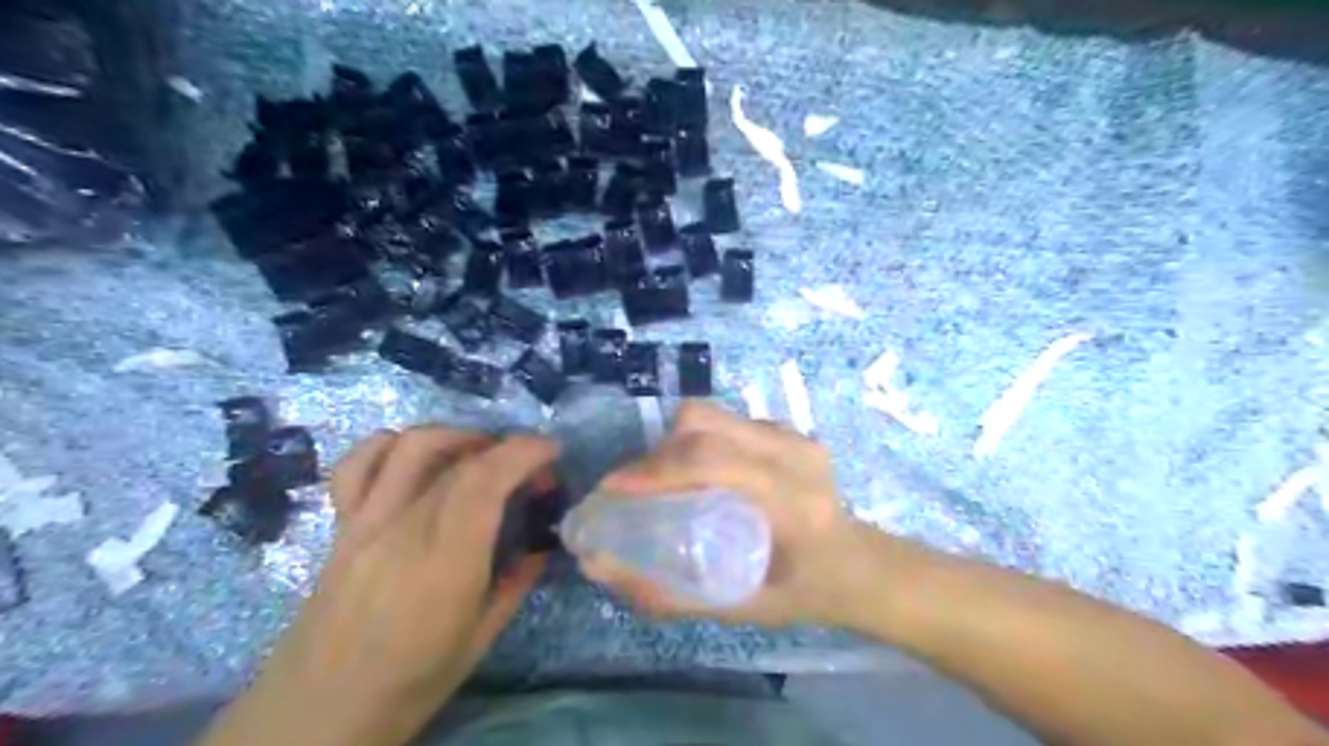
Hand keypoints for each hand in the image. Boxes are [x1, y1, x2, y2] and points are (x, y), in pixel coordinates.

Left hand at [198, 427, 557, 744]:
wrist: (315, 715)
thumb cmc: (409, 683)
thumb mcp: (480, 640)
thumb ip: (516, 583)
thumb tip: (542, 546)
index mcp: (445, 563)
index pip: (485, 480)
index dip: (524, 452)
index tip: (553, 451)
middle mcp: (403, 530)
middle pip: (458, 460)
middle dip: (507, 449)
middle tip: (531, 471)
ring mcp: (365, 523)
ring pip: (409, 447)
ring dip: (455, 436)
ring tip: (481, 454)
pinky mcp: (341, 526)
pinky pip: (357, 466)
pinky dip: (390, 445)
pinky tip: (414, 457)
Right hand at [579, 402, 881, 629]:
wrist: (861, 564)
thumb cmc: (805, 594)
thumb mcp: (742, 609)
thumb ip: (672, 595)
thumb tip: (602, 569)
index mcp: (791, 502)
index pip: (713, 462)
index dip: (655, 469)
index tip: (614, 488)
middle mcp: (795, 455)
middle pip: (707, 423)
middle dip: (658, 451)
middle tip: (636, 487)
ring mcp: (795, 436)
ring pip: (714, 414)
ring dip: (677, 442)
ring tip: (664, 479)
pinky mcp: (791, 429)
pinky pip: (729, 421)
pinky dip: (701, 440)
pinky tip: (701, 474)